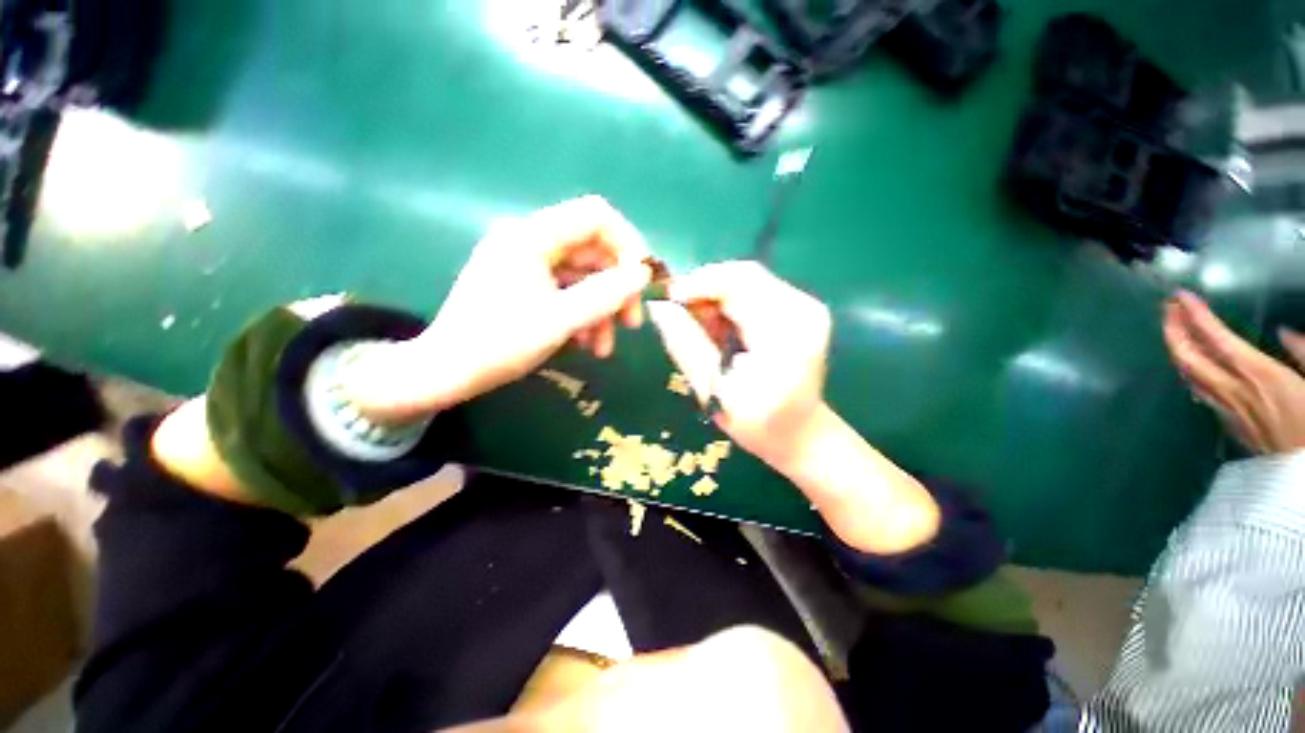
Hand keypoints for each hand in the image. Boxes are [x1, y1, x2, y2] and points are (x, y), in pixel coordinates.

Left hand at [348, 196, 652, 421]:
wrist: (446, 372)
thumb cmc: (498, 344)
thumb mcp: (559, 321)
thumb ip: (605, 295)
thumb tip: (642, 274)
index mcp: (532, 236)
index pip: (596, 216)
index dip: (628, 243)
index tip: (642, 280)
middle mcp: (531, 241)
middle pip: (593, 251)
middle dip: (617, 288)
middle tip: (631, 324)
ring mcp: (527, 264)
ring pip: (583, 276)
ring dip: (601, 310)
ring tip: (603, 349)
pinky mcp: (526, 284)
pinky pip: (566, 291)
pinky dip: (582, 315)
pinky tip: (585, 344)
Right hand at [646, 261, 830, 472]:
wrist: (799, 434)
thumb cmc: (756, 423)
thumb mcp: (714, 389)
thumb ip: (686, 344)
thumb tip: (659, 307)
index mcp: (787, 334)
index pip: (739, 284)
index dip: (698, 284)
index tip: (666, 297)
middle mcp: (804, 310)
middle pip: (744, 276)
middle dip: (705, 289)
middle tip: (678, 312)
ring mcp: (805, 307)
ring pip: (747, 280)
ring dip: (715, 296)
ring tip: (698, 324)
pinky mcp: (800, 309)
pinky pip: (755, 291)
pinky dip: (729, 303)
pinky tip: (719, 326)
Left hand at [1163, 290, 1304, 454]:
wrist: (1302, 478)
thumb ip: (1304, 353)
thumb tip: (1285, 332)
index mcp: (1258, 374)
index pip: (1216, 338)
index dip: (1194, 316)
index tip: (1179, 296)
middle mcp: (1233, 390)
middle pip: (1189, 357)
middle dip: (1173, 330)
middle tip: (1166, 308)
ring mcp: (1227, 409)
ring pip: (1189, 375)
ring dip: (1178, 349)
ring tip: (1174, 330)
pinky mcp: (1229, 425)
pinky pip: (1200, 392)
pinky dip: (1190, 372)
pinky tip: (1192, 366)